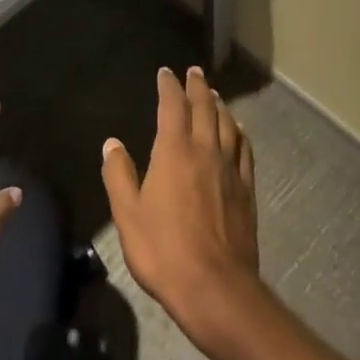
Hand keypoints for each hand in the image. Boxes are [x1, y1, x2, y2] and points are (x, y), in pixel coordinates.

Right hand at [101, 66, 261, 346]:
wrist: (216, 287)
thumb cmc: (164, 251)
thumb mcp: (127, 215)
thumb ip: (119, 175)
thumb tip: (112, 143)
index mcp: (174, 152)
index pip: (172, 106)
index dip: (169, 86)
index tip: (165, 73)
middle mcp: (205, 150)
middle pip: (204, 108)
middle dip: (197, 87)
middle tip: (194, 72)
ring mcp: (230, 169)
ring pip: (227, 125)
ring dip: (219, 105)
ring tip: (214, 94)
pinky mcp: (246, 189)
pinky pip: (244, 150)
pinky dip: (240, 133)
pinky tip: (239, 131)